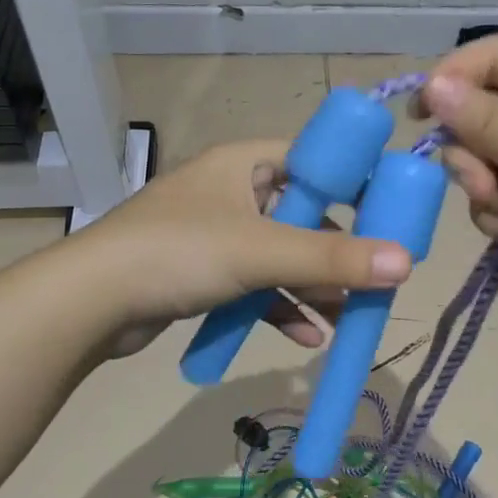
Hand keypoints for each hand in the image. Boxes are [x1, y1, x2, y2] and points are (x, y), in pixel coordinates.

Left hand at [66, 139, 413, 357]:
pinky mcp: (202, 273)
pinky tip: (308, 338)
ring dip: (312, 287)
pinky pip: (254, 285)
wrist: (90, 302)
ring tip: (349, 317)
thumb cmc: (181, 252)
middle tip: (375, 277)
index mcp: (245, 163)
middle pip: (302, 215)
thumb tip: (407, 264)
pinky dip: (279, 307)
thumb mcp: (263, 252)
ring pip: (279, 256)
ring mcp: (215, 234)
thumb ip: (334, 259)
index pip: (314, 159)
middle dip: (336, 252)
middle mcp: (232, 191)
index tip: (390, 216)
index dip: (354, 183)